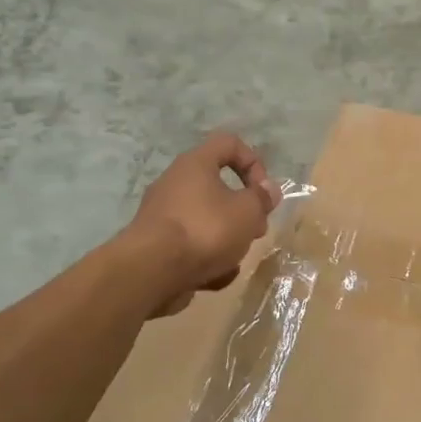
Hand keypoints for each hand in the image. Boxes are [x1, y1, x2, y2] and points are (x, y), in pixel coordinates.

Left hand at [127, 133, 280, 316]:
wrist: (151, 271)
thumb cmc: (205, 229)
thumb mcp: (247, 211)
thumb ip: (261, 198)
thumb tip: (268, 190)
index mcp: (196, 164)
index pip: (229, 143)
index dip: (253, 162)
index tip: (263, 191)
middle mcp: (175, 183)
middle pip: (218, 188)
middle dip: (243, 211)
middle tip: (256, 230)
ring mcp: (162, 215)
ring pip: (206, 221)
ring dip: (226, 239)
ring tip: (234, 260)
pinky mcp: (156, 245)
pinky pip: (190, 246)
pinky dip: (205, 260)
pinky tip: (214, 278)